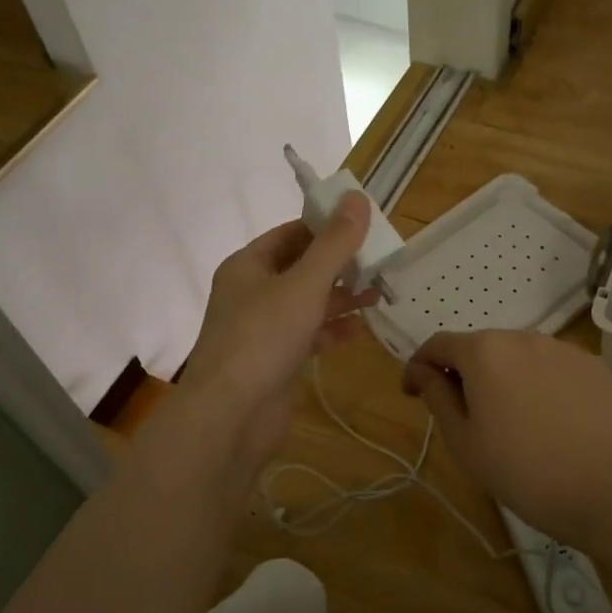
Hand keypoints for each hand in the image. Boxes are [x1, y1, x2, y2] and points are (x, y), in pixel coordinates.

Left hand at [178, 195, 379, 472]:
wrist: (231, 415)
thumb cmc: (264, 337)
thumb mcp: (305, 284)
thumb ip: (334, 244)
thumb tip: (357, 198)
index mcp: (248, 265)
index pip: (291, 233)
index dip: (326, 227)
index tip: (365, 227)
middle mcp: (251, 292)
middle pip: (300, 268)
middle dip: (339, 266)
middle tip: (380, 263)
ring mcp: (261, 329)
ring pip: (306, 303)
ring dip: (340, 299)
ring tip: (379, 295)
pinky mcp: (274, 360)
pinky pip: (306, 335)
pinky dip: (330, 330)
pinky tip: (358, 331)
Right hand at [403, 330, 611, 554]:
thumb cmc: (527, 472)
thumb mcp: (465, 442)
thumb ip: (437, 397)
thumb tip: (421, 371)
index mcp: (484, 352)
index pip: (438, 345)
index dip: (419, 367)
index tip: (412, 395)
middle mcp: (523, 337)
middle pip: (480, 348)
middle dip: (463, 373)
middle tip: (462, 416)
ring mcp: (564, 349)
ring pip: (518, 357)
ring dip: (502, 378)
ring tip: (509, 421)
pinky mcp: (596, 367)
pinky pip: (552, 368)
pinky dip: (538, 385)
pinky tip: (549, 421)